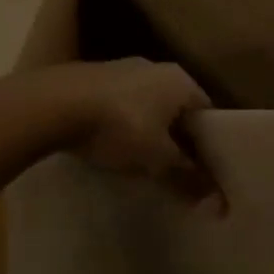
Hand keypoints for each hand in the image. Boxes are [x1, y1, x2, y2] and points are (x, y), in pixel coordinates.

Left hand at [27, 59, 213, 196]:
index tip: (204, 171)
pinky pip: (119, 104)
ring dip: (147, 130)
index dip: (208, 144)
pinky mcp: (93, 77)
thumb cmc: (118, 127)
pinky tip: (109, 144)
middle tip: (174, 170)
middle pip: (177, 109)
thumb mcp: (157, 159)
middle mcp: (155, 67)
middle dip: (176, 138)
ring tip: (140, 161)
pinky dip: (121, 123)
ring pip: (147, 105)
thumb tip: (220, 205)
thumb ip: (188, 178)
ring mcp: (122, 68)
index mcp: (180, 80)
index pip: (207, 113)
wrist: (53, 104)